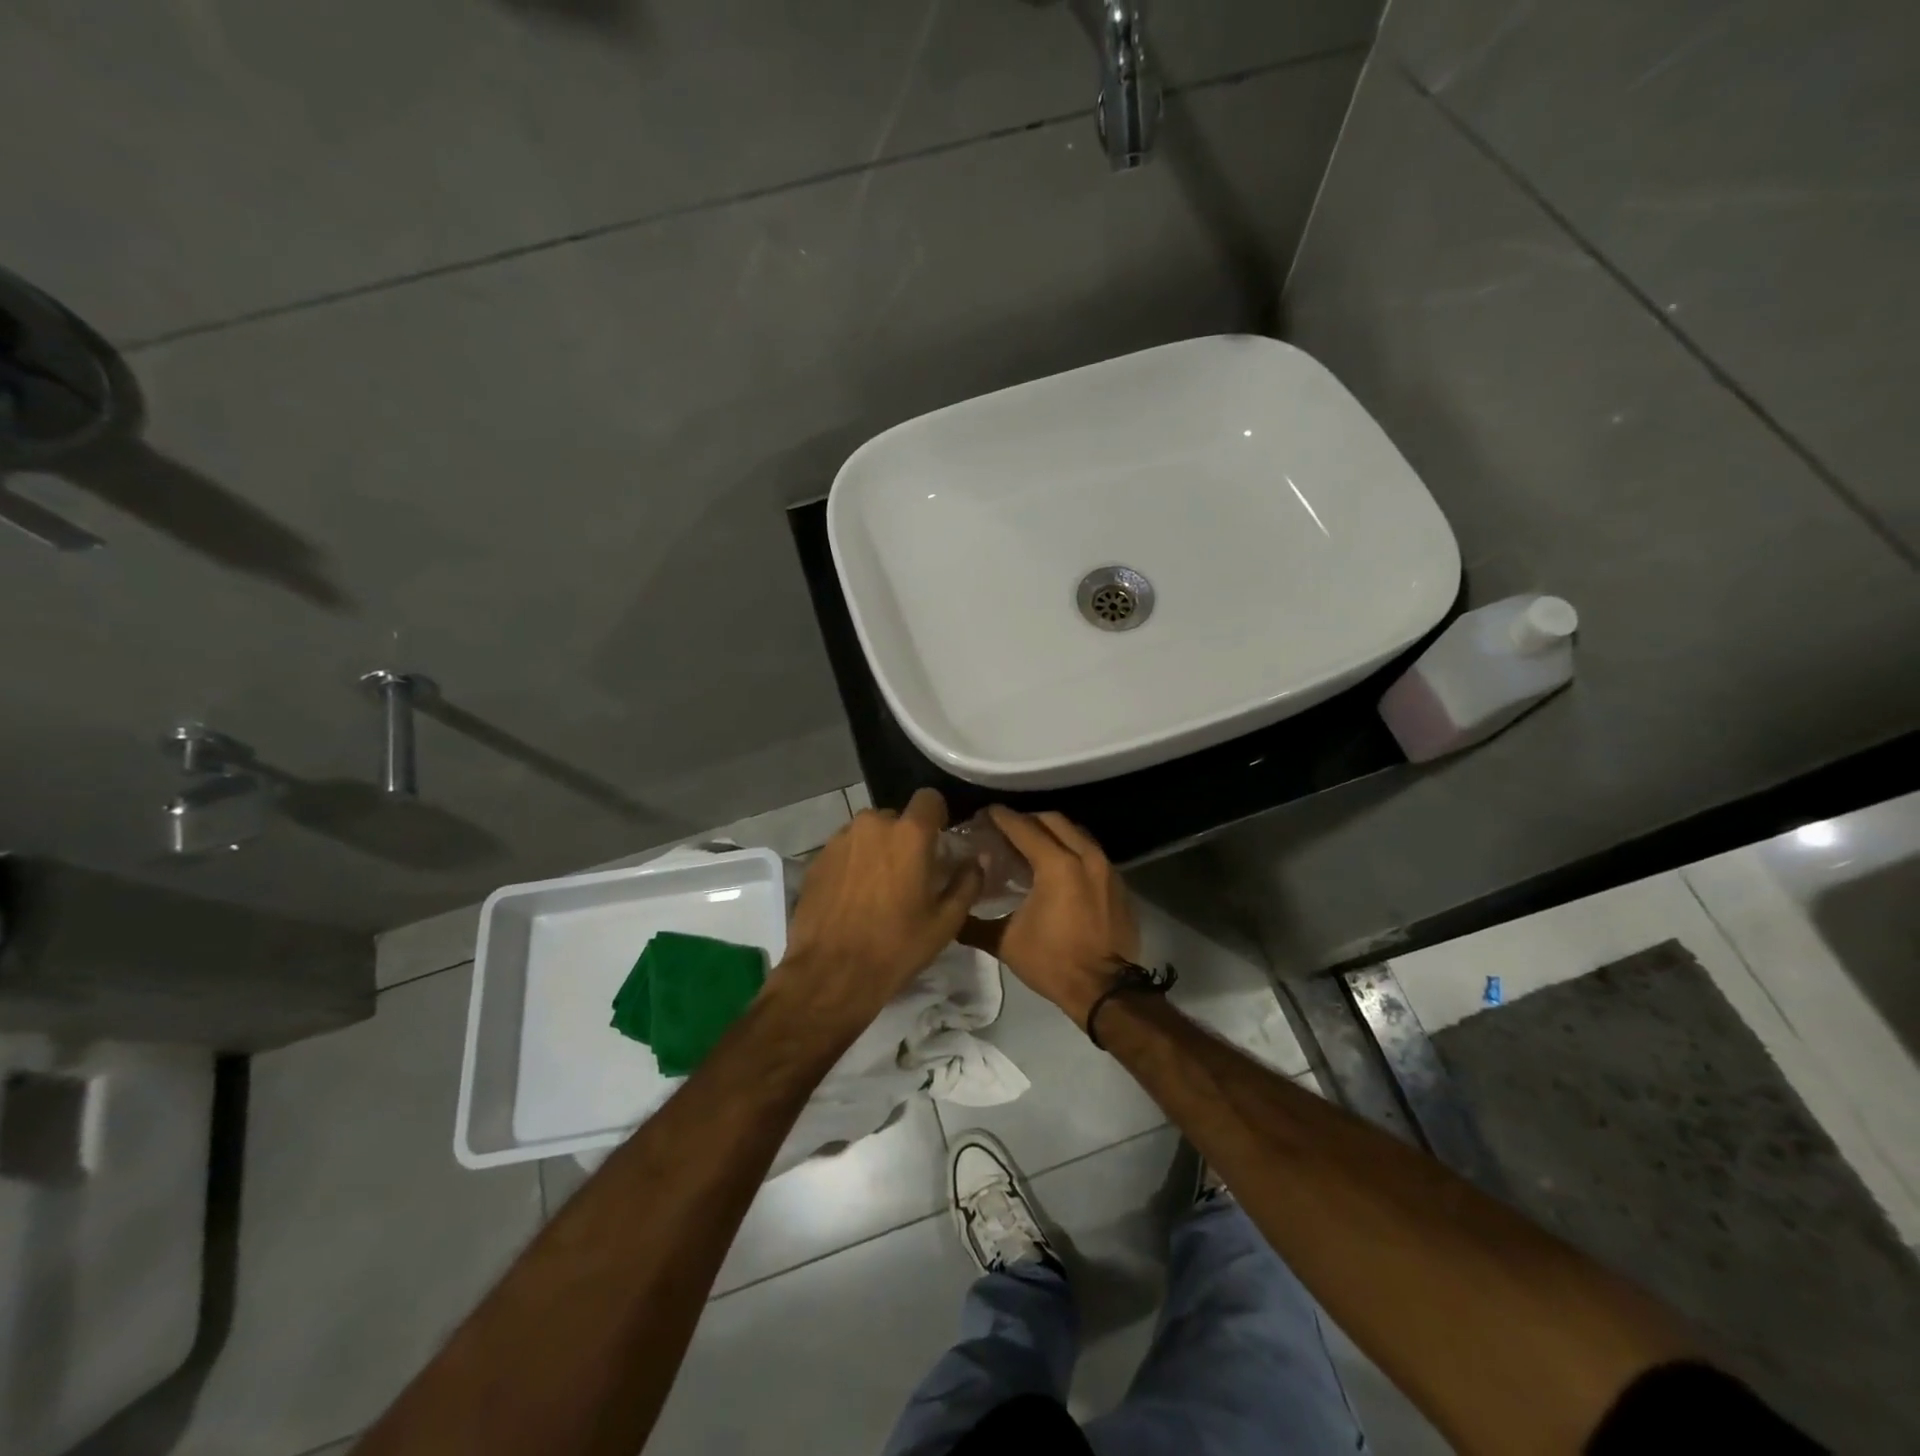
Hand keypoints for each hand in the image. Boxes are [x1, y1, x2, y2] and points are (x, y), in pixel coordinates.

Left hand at [771, 788, 982, 1038]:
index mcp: (909, 834)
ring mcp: (841, 839)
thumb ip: (967, 882)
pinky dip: (854, 863)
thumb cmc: (896, 946)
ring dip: (878, 849)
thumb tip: (978, 859)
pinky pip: (846, 849)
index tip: (939, 841)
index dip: (937, 816)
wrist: (830, 973)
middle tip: (910, 872)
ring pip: (868, 833)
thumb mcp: (945, 922)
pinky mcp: (817, 858)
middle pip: (897, 818)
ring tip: (879, 887)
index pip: (929, 798)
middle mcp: (873, 825)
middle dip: (905, 838)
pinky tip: (854, 896)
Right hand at [960, 807, 1138, 1028]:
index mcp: (1057, 864)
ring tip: (1031, 844)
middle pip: (1053, 820)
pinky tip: (1059, 867)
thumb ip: (975, 923)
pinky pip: (1092, 852)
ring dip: (1052, 832)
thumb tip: (953, 913)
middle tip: (1006, 829)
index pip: (1023, 827)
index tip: (985, 813)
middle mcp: (1085, 856)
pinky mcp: (1119, 883)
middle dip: (1027, 819)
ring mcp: (1107, 868)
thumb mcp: (1005, 942)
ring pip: (1076, 833)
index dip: (1001, 818)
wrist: (1104, 990)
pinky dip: (1072, 850)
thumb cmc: (1052, 962)